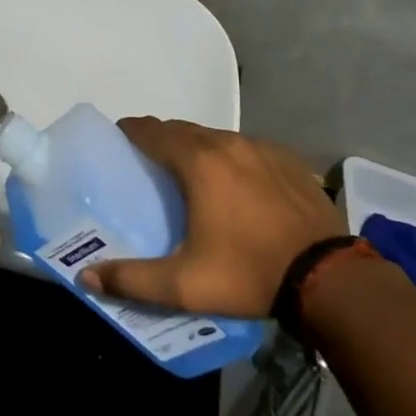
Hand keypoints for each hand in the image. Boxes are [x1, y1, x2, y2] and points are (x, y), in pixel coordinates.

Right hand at [79, 118, 344, 317]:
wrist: (329, 278)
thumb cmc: (249, 273)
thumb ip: (132, 279)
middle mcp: (227, 143)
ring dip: (197, 148)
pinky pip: (248, 149)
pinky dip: (232, 158)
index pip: (151, 131)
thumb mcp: (184, 285)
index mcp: (198, 161)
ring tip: (191, 175)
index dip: (131, 132)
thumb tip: (86, 275)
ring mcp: (262, 148)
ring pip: (217, 138)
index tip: (118, 141)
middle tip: (148, 162)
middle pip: (183, 130)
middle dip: (161, 139)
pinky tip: (237, 186)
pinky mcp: (289, 160)